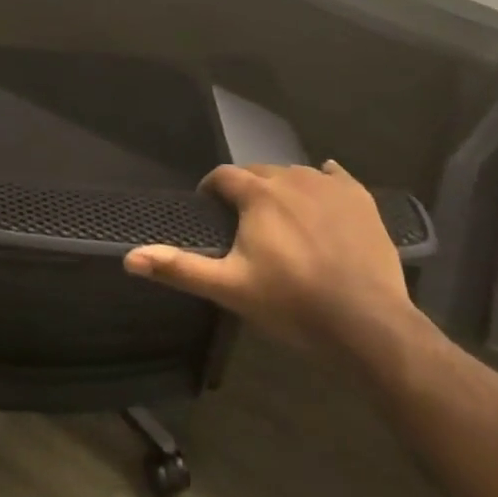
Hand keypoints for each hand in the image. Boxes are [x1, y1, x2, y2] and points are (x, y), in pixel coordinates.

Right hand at [124, 159, 415, 352]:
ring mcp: (330, 186)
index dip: (211, 190)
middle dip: (246, 190)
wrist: (368, 325)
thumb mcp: (229, 288)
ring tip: (281, 218)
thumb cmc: (293, 304)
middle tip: (244, 223)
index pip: (223, 176)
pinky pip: (335, 176)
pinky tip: (323, 194)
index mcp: (258, 194)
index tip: (208, 211)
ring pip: (295, 174)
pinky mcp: (361, 199)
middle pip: (258, 172)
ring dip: (281, 188)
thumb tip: (129, 258)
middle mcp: (291, 178)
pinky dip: (324, 181)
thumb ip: (179, 268)